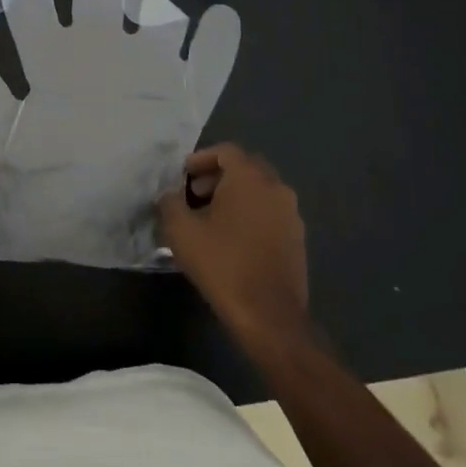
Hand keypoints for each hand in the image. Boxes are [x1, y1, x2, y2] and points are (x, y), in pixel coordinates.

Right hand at [157, 144, 308, 345]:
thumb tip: (168, 194)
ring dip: (234, 195)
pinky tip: (231, 239)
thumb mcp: (181, 231)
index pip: (226, 151)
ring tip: (209, 219)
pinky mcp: (297, 238)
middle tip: (194, 194)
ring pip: (259, 190)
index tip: (182, 176)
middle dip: (217, 176)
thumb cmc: (222, 264)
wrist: (269, 315)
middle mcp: (276, 187)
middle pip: (245, 167)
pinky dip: (250, 214)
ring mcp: (291, 213)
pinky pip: (269, 212)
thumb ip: (169, 202)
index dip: (201, 159)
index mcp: (250, 178)